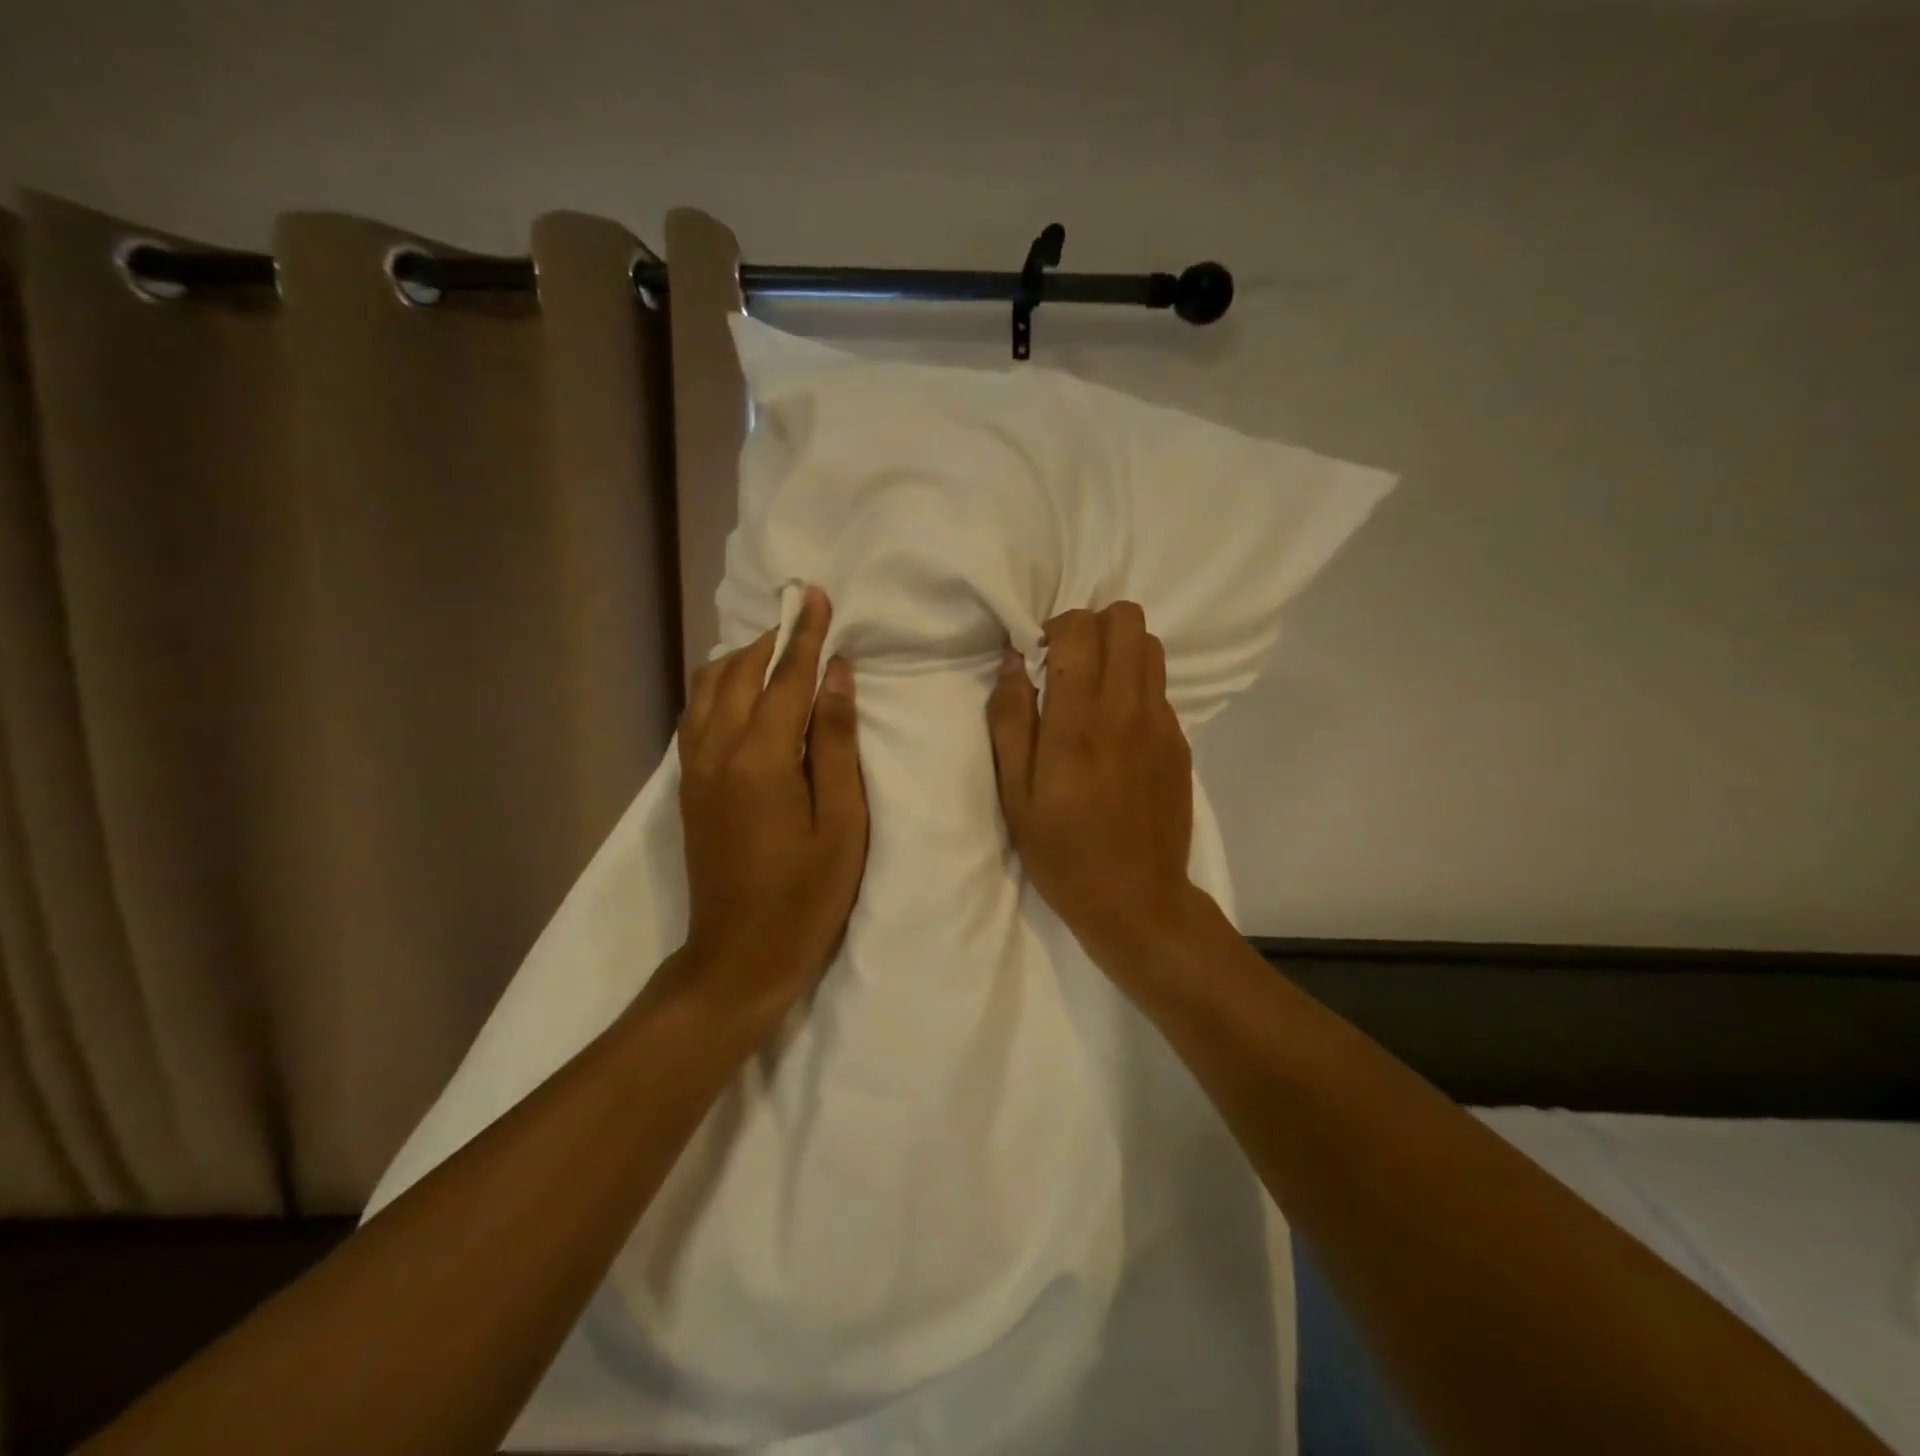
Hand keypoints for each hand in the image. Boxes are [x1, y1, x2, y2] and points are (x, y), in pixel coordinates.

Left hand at [676, 587, 867, 1020]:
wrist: (739, 957)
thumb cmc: (806, 896)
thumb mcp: (842, 824)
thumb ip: (836, 744)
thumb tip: (836, 678)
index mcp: (761, 760)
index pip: (786, 679)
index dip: (805, 635)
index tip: (816, 595)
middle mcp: (717, 752)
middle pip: (740, 674)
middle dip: (772, 639)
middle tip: (803, 616)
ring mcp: (694, 769)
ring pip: (708, 690)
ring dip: (741, 660)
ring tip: (775, 650)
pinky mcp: (687, 787)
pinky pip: (696, 715)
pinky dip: (718, 688)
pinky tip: (740, 691)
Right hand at [987, 602, 1199, 964]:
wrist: (1136, 900)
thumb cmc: (1062, 851)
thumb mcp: (1015, 793)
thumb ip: (1010, 720)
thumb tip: (1012, 660)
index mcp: (1078, 723)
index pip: (1080, 628)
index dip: (1056, 627)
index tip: (1040, 657)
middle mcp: (1127, 710)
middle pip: (1127, 619)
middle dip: (1094, 627)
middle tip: (1070, 665)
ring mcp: (1162, 724)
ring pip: (1151, 647)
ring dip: (1119, 651)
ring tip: (1094, 691)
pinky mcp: (1181, 743)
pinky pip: (1160, 689)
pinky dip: (1136, 689)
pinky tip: (1118, 733)